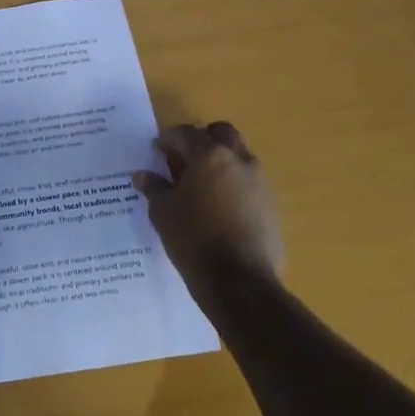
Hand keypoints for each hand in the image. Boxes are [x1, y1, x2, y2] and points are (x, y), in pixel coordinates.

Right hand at [133, 122, 283, 294]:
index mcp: (210, 156)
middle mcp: (239, 160)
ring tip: (200, 186)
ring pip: (238, 156)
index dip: (167, 139)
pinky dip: (232, 184)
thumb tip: (143, 175)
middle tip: (183, 160)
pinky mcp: (271, 205)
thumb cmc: (194, 240)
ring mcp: (260, 182)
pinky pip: (249, 182)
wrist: (240, 283)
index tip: (156, 151)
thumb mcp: (163, 212)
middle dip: (201, 140)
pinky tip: (218, 208)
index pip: (185, 134)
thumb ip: (154, 188)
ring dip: (220, 162)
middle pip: (221, 133)